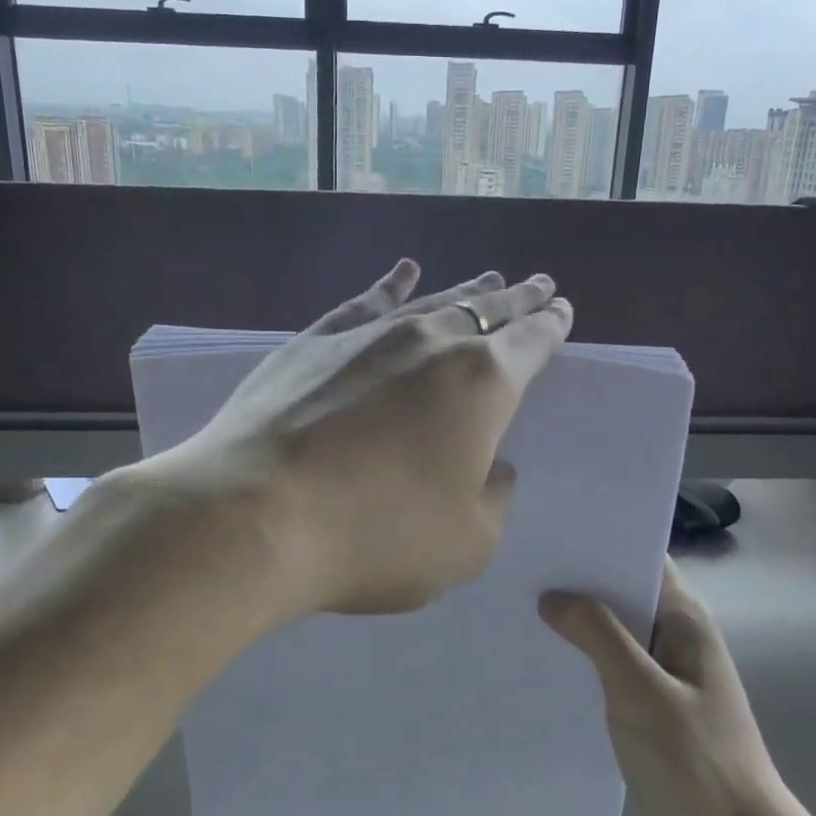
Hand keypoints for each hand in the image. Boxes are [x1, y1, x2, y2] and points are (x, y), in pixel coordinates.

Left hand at [169, 258, 571, 619]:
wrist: (254, 513)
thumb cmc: (375, 535)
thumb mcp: (466, 543)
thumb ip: (492, 497)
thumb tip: (489, 466)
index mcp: (482, 384)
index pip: (530, 343)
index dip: (550, 326)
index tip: (561, 309)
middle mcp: (432, 342)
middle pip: (487, 310)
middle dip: (517, 300)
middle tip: (538, 284)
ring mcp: (370, 335)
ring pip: (434, 300)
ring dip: (468, 290)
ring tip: (490, 279)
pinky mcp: (315, 341)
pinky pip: (366, 301)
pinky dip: (391, 284)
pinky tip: (404, 272)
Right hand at [539, 563, 811, 815]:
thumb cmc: (697, 764)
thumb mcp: (640, 693)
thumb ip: (598, 636)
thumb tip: (553, 596)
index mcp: (685, 621)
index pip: (641, 558)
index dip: (600, 541)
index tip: (550, 530)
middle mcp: (676, 639)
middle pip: (623, 594)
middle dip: (577, 581)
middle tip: (520, 568)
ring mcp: (665, 678)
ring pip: (613, 635)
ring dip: (576, 624)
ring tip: (518, 609)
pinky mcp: (652, 713)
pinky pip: (611, 672)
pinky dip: (582, 663)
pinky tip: (543, 665)